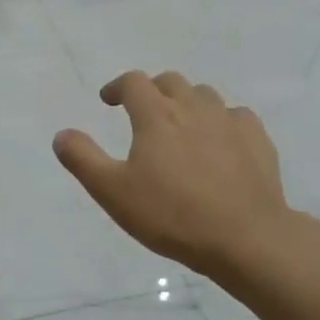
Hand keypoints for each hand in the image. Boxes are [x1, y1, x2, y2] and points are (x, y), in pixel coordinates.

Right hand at [53, 71, 298, 278]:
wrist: (244, 237)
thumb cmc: (171, 215)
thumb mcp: (113, 192)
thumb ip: (83, 159)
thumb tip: (62, 134)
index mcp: (156, 115)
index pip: (133, 82)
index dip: (117, 87)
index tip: (108, 100)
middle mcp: (193, 107)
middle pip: (170, 82)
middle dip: (152, 90)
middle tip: (142, 111)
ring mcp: (229, 121)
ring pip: (204, 95)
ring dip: (186, 102)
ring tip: (180, 125)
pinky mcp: (257, 139)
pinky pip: (236, 116)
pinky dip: (221, 121)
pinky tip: (219, 142)